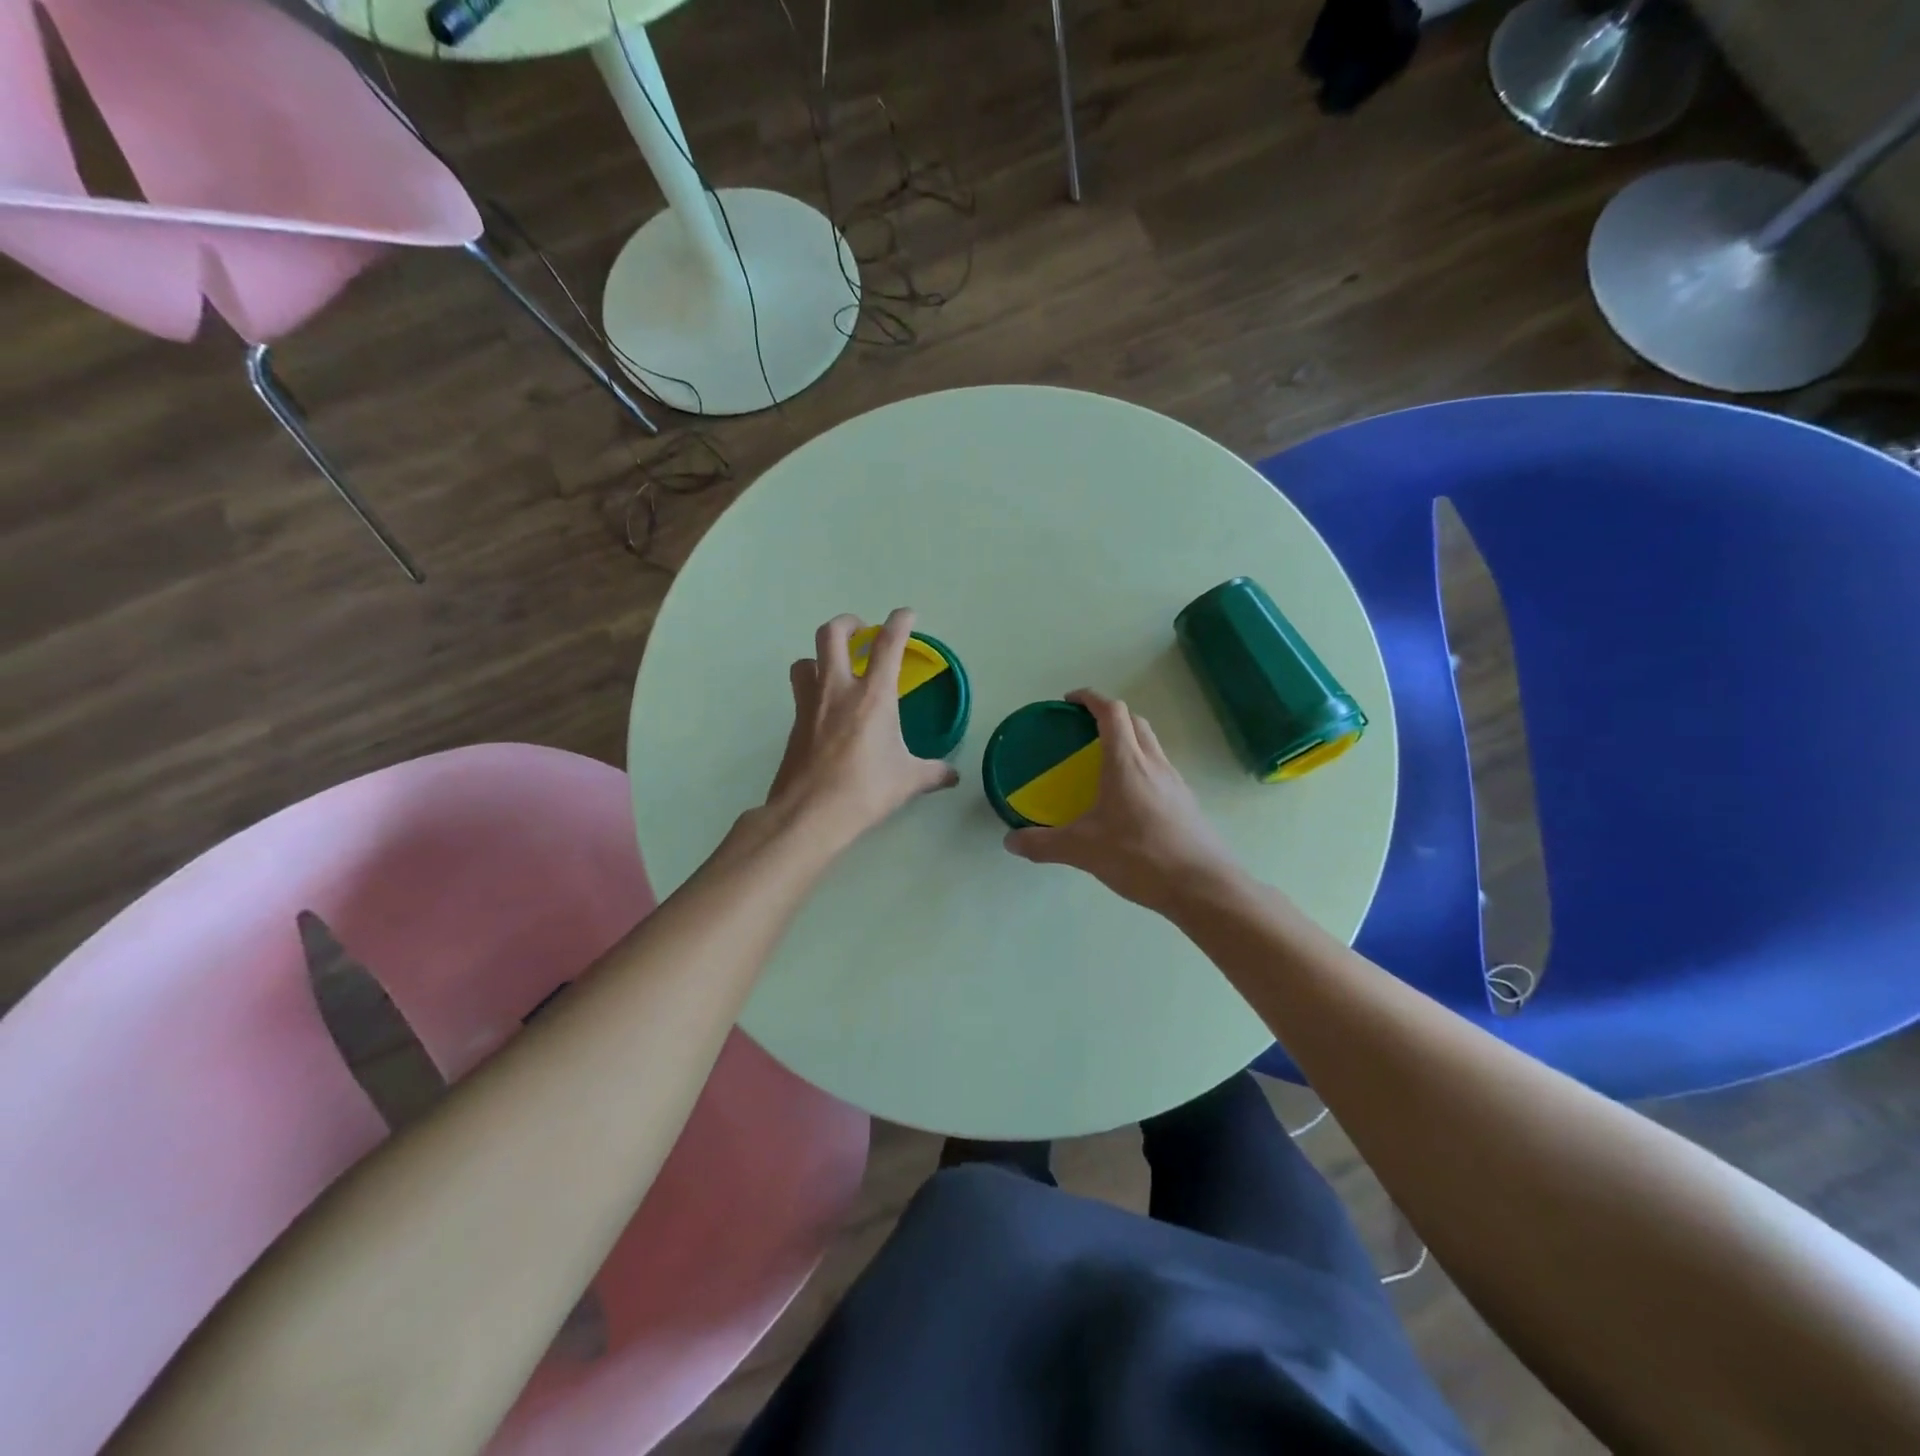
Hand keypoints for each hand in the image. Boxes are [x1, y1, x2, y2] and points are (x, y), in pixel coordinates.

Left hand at [763, 609, 958, 849]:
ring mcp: (810, 704)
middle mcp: (838, 689)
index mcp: (873, 696)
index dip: (899, 622)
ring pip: (805, 659)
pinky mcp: (794, 723)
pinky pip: (800, 691)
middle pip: (832, 634)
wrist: (809, 814)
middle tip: (861, 630)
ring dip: (820, 656)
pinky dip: (812, 688)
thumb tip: (953, 776)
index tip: (906, 614)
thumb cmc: (865, 791)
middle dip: (848, 623)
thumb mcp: (907, 781)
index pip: (888, 644)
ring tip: (836, 668)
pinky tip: (826, 710)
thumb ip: (932, 773)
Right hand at [1004, 689, 1242, 914]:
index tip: (1070, 701)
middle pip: (1134, 722)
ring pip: (1150, 745)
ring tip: (1103, 764)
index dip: (1090, 698)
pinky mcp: (1186, 803)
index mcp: (1126, 762)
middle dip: (1109, 716)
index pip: (1112, 712)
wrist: (1202, 887)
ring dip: (1128, 740)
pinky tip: (1127, 800)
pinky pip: (1160, 770)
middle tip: (1083, 730)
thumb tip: (1010, 841)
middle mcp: (1154, 763)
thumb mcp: (1083, 850)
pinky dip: (1141, 768)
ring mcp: (1175, 782)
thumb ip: (1043, 844)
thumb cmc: (1140, 856)